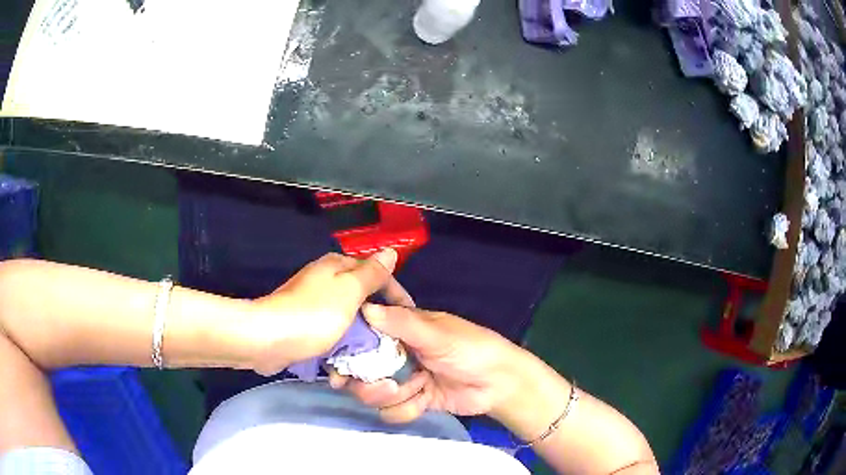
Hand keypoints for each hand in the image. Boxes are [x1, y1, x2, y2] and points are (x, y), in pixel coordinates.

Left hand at [243, 250, 413, 375]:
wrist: (268, 339)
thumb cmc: (313, 314)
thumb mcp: (349, 290)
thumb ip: (372, 273)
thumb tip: (390, 251)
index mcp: (337, 266)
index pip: (376, 274)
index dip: (395, 293)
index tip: (409, 315)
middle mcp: (325, 281)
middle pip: (362, 298)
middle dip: (378, 319)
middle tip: (394, 341)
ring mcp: (313, 305)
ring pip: (348, 320)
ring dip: (359, 338)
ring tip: (373, 357)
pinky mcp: (305, 326)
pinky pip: (332, 334)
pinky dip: (340, 347)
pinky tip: (345, 362)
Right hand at [331, 304, 537, 423]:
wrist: (498, 383)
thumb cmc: (471, 348)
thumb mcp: (438, 333)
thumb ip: (402, 323)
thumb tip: (365, 308)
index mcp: (399, 330)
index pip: (361, 335)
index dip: (345, 348)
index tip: (336, 363)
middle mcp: (394, 355)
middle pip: (359, 371)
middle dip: (367, 383)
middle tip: (383, 385)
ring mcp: (402, 380)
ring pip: (372, 394)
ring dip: (391, 396)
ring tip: (417, 389)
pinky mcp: (411, 402)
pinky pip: (391, 412)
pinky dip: (406, 410)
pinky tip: (425, 402)